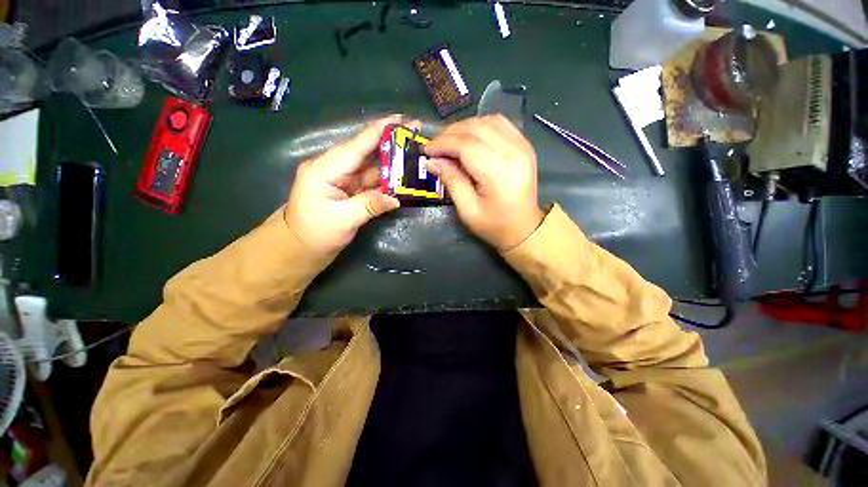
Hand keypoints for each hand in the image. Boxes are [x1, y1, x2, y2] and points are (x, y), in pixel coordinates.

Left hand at [284, 116, 402, 253]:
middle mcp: (335, 169)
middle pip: (366, 152)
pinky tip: (403, 176)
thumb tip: (396, 198)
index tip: (400, 118)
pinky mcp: (350, 191)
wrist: (299, 249)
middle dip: (390, 142)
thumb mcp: (342, 221)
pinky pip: (373, 182)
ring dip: (393, 161)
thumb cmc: (314, 234)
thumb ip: (369, 206)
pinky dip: (388, 180)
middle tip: (415, 131)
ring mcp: (344, 180)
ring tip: (414, 153)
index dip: (378, 131)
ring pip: (372, 167)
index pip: (356, 147)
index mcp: (325, 169)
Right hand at [425, 115, 543, 250]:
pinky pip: (500, 123)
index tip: (426, 150)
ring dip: (464, 127)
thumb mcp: (467, 210)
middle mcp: (515, 153)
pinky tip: (469, 137)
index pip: (467, 145)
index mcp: (499, 174)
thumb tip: (431, 161)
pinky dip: (481, 126)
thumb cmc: (494, 225)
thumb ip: (451, 181)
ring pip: (488, 121)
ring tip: (449, 141)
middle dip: (450, 133)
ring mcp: (523, 146)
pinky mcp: (525, 145)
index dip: (443, 143)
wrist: (525, 228)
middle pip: (477, 129)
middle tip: (434, 146)